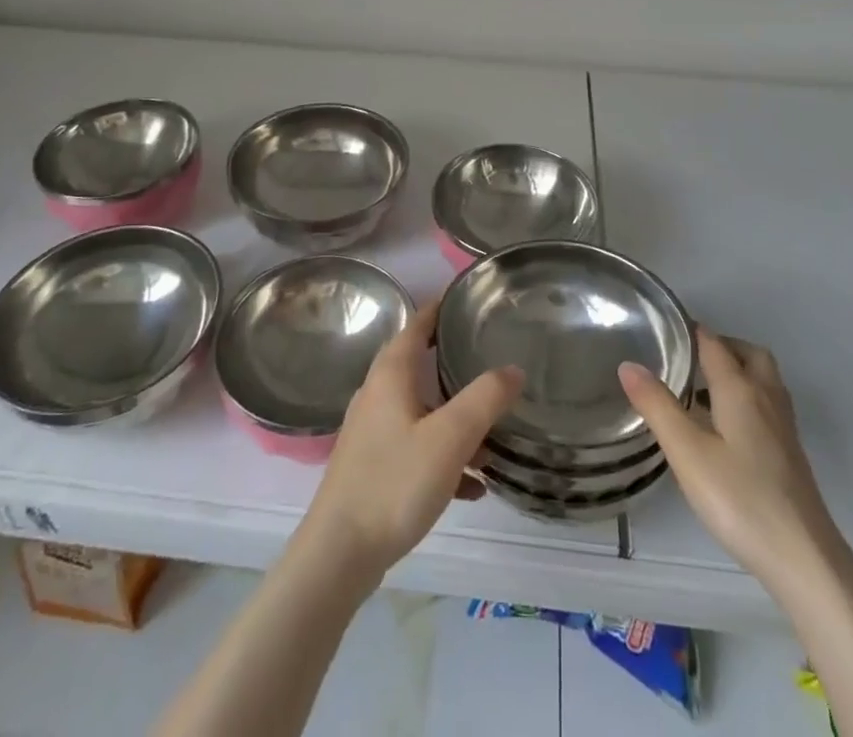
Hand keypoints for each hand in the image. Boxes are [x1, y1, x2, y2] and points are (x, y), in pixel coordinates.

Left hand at [300, 297, 523, 581]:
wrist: (339, 554)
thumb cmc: (394, 482)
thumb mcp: (450, 437)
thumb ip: (485, 398)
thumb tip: (513, 368)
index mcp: (391, 373)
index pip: (418, 323)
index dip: (442, 308)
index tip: (470, 299)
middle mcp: (378, 393)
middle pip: (420, 364)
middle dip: (455, 363)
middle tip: (492, 361)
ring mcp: (373, 431)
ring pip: (422, 410)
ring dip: (455, 418)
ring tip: (493, 435)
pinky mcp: (373, 465)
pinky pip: (416, 446)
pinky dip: (443, 455)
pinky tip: (472, 486)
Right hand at [619, 328, 832, 584]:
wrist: (805, 560)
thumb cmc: (740, 499)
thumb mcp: (687, 452)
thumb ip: (657, 406)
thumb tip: (628, 364)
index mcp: (741, 389)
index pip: (715, 343)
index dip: (691, 331)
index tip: (664, 328)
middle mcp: (767, 399)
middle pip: (749, 354)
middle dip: (721, 346)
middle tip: (689, 357)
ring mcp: (783, 429)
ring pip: (763, 381)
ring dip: (736, 372)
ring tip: (702, 389)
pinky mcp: (790, 456)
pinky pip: (766, 406)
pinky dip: (745, 399)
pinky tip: (725, 429)